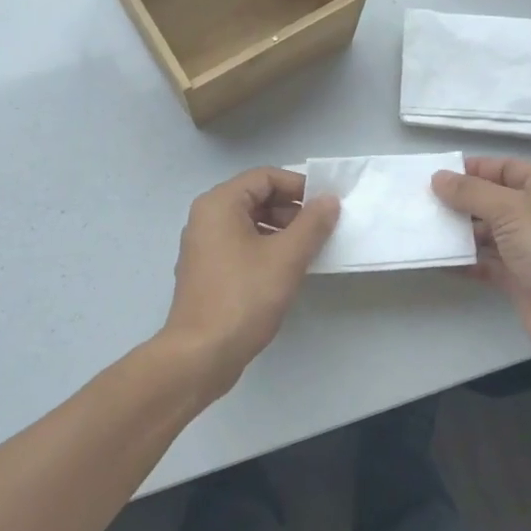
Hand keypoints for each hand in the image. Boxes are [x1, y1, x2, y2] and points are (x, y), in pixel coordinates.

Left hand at [163, 167, 339, 393]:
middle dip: (292, 210)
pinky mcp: (208, 273)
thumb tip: (329, 200)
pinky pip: (242, 247)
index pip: (265, 177)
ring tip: (310, 251)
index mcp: (219, 204)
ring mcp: (204, 247)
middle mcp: (206, 219)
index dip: (299, 186)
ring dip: (282, 231)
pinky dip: (266, 250)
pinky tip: (288, 271)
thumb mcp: (286, 257)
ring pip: (250, 224)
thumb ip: (312, 224)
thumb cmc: (244, 298)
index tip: (327, 206)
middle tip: (322, 230)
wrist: (202, 354)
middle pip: (256, 198)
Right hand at [431, 157, 530, 380]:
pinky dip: (465, 261)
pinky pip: (487, 263)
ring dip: (459, 233)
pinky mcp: (521, 278)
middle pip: (494, 200)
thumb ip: (472, 192)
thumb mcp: (511, 210)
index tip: (434, 176)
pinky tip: (438, 260)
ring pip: (488, 233)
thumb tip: (439, 177)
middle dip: (460, 202)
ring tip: (422, 230)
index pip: (506, 168)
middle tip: (420, 204)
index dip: (472, 170)